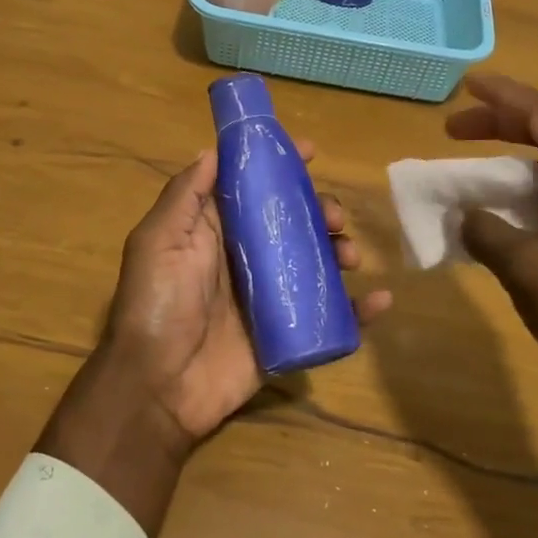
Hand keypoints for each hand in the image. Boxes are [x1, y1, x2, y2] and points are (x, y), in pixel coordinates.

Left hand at [37, 143, 390, 537]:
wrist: (158, 388)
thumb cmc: (156, 305)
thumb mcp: (158, 241)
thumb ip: (186, 196)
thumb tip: (215, 149)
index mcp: (215, 232)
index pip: (254, 189)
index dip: (281, 167)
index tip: (312, 150)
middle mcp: (246, 258)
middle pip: (293, 223)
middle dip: (320, 210)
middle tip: (335, 217)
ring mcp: (269, 297)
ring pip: (316, 263)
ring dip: (340, 250)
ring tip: (349, 256)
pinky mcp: (287, 334)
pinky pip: (331, 319)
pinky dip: (360, 310)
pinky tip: (381, 299)